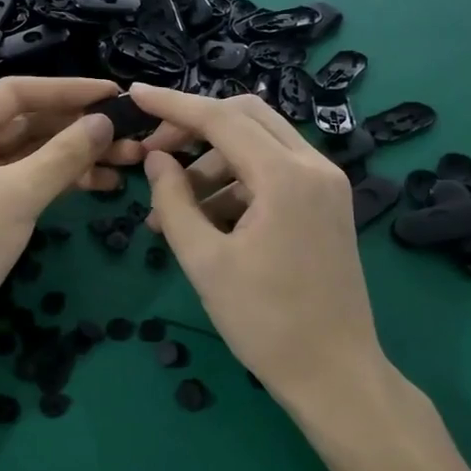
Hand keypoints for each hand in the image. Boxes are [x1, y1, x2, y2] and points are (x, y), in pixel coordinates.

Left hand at [0, 77, 141, 368]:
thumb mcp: (19, 194)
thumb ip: (64, 154)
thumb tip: (103, 121)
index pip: (17, 92)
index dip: (66, 89)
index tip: (112, 94)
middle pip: (28, 121)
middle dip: (77, 127)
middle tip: (129, 134)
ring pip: (33, 153)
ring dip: (76, 155)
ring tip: (126, 161)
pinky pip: (30, 180)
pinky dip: (63, 181)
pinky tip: (101, 185)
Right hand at [129, 83, 387, 405]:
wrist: (335, 374)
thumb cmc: (264, 321)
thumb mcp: (204, 260)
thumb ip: (173, 201)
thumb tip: (156, 159)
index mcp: (286, 176)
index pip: (220, 119)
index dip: (173, 104)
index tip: (135, 95)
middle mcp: (314, 166)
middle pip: (246, 117)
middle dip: (195, 127)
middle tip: (155, 154)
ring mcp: (326, 185)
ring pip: (259, 144)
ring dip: (212, 162)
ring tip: (172, 206)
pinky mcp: (327, 205)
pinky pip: (274, 172)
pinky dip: (236, 182)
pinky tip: (206, 219)